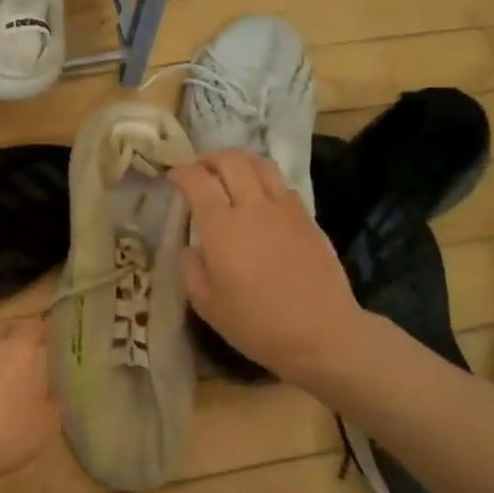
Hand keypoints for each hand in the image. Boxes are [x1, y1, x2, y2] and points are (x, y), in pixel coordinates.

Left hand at [0, 318, 61, 492]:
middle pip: (4, 327)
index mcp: (19, 349)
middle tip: (30, 355)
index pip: (35, 326)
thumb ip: (52, 407)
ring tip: (7, 379)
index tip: (56, 342)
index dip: (46, 331)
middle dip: (17, 335)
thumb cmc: (1, 433)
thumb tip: (51, 396)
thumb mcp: (43, 428)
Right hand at [170, 150, 369, 390]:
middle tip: (199, 170)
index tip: (171, 176)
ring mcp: (285, 210)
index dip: (180, 172)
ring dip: (240, 162)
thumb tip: (192, 248)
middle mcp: (253, 207)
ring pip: (261, 164)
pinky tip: (260, 200)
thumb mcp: (206, 305)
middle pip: (231, 160)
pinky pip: (282, 185)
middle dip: (209, 158)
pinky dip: (264, 182)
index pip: (197, 180)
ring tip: (229, 174)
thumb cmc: (256, 324)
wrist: (322, 334)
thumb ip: (191, 269)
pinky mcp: (307, 219)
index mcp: (222, 227)